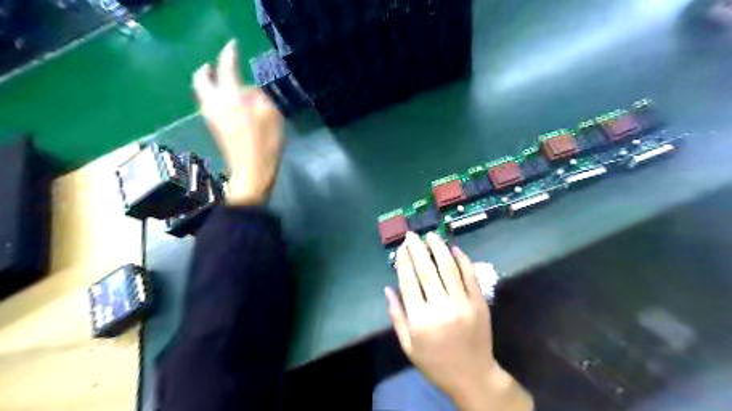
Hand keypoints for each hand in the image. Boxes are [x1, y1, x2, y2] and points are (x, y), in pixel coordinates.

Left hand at [192, 41, 283, 206]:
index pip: (225, 68)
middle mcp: (214, 103)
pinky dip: (213, 96)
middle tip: (219, 66)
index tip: (233, 46)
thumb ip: (260, 97)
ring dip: (210, 83)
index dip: (229, 54)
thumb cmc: (265, 144)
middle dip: (208, 69)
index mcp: (230, 97)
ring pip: (202, 92)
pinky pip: (207, 103)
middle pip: (201, 78)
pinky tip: (229, 102)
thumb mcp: (272, 116)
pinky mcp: (213, 127)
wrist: (251, 172)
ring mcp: (210, 116)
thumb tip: (250, 90)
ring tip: (227, 84)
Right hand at [386, 234, 535, 409]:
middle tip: (412, 235)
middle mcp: (440, 308)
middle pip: (426, 270)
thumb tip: (387, 289)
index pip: (409, 281)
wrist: (473, 377)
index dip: (404, 261)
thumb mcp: (408, 346)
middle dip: (417, 249)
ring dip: (439, 248)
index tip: (401, 248)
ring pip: (448, 268)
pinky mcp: (479, 303)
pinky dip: (462, 259)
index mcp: (420, 320)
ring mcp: (462, 304)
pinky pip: (470, 276)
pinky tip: (454, 248)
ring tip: (431, 235)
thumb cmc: (435, 363)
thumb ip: (397, 317)